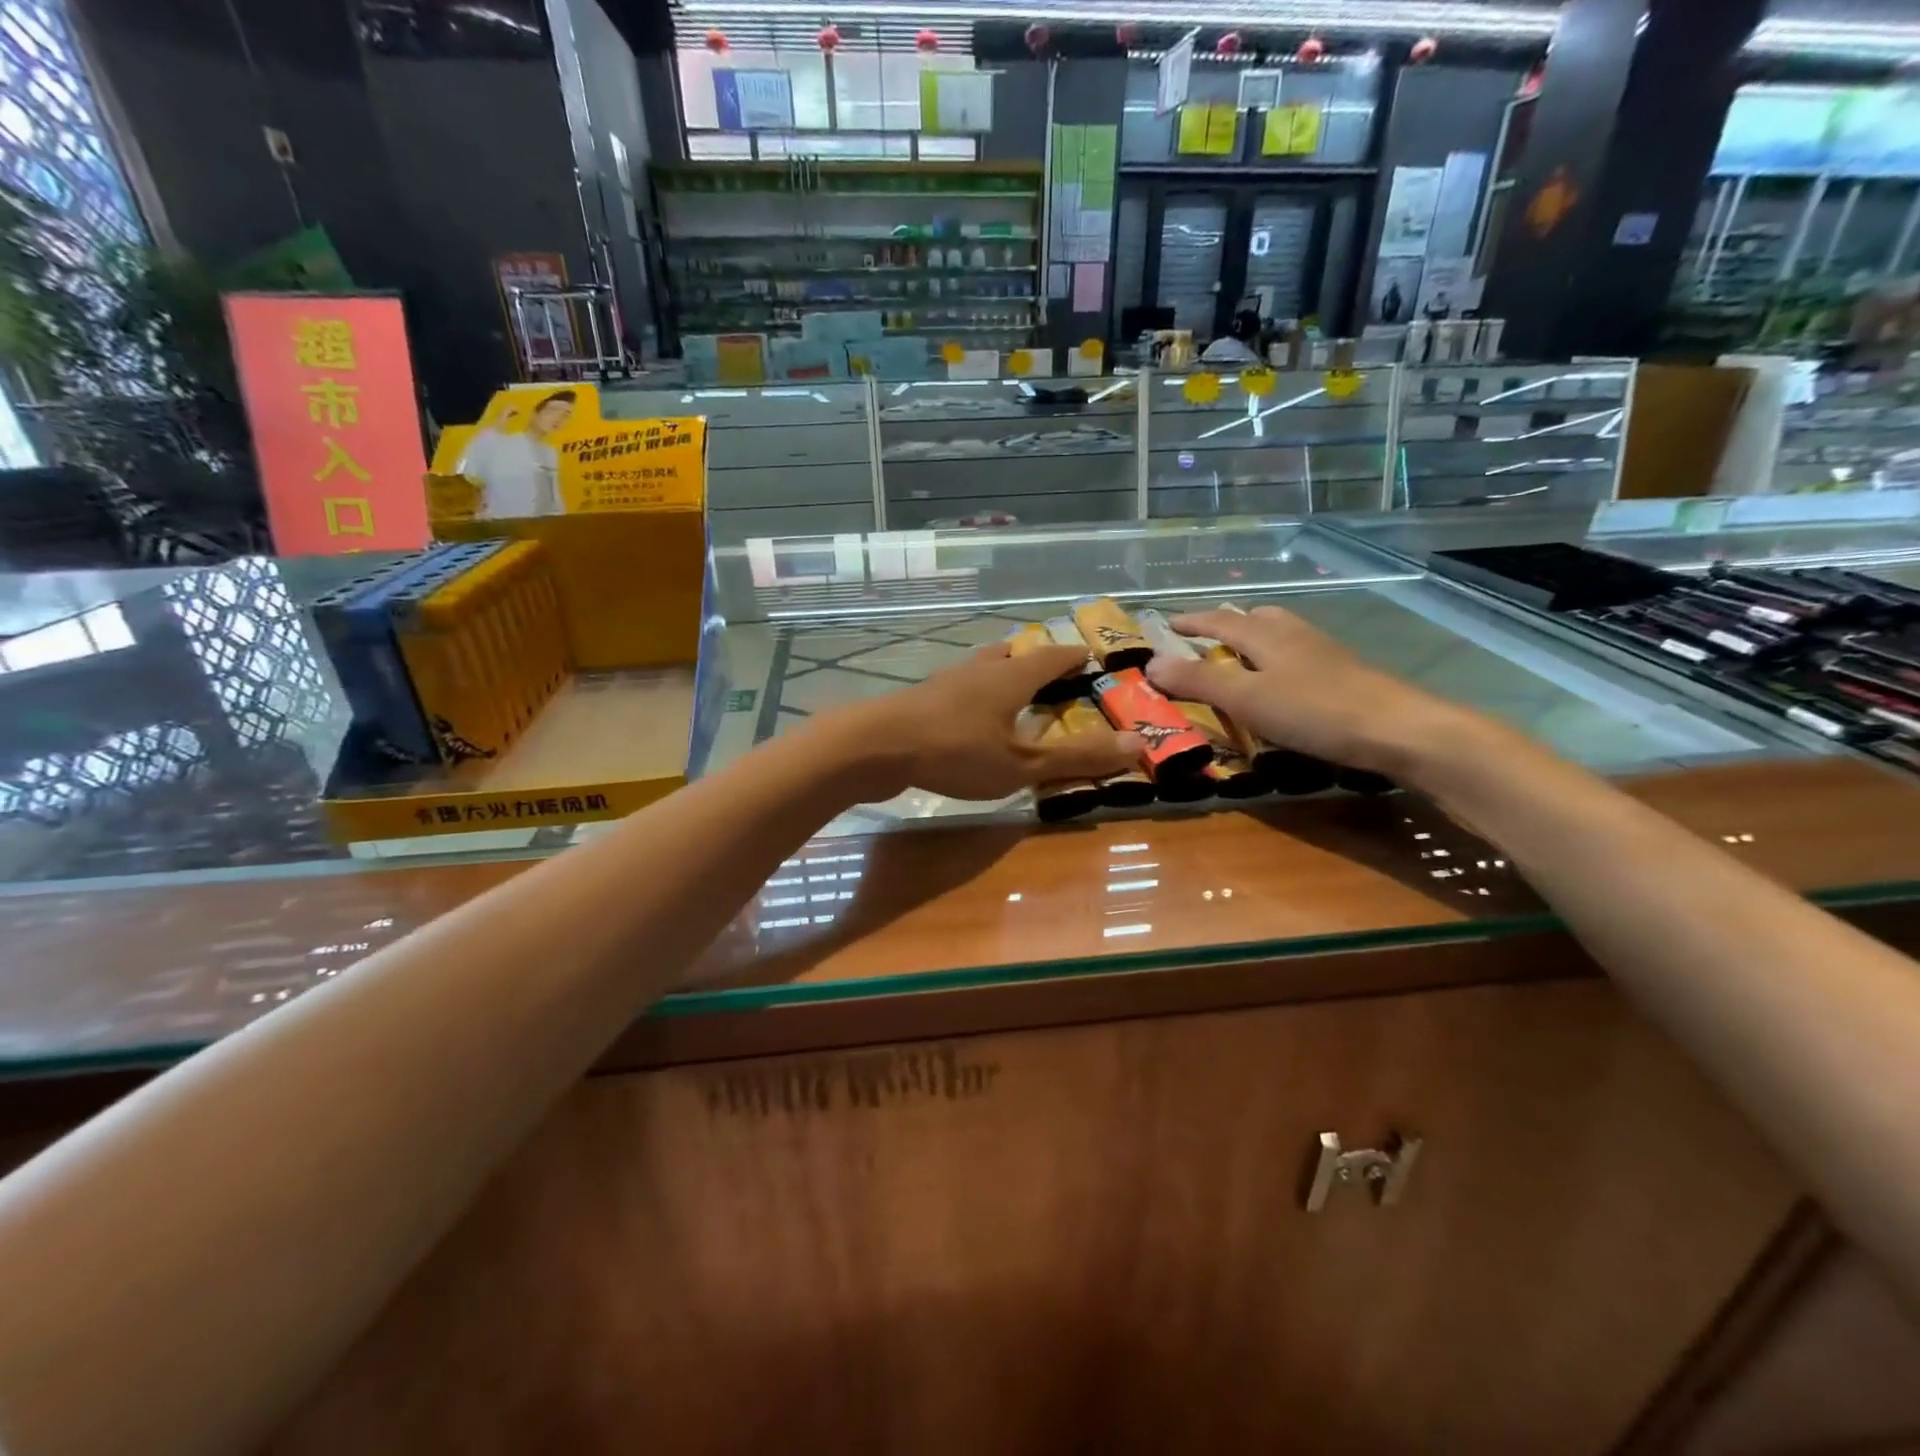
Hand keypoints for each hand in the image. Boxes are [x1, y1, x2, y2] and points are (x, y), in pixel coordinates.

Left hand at [834, 644, 1140, 801]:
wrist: (874, 747)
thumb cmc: (956, 752)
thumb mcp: (1022, 764)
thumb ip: (1077, 757)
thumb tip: (1139, 744)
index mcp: (1010, 676)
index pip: (1052, 655)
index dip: (1074, 655)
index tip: (1091, 655)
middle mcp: (980, 669)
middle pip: (1014, 654)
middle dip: (1036, 660)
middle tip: (1053, 672)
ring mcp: (946, 681)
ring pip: (983, 667)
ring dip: (1002, 673)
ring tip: (1013, 689)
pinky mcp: (922, 700)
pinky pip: (960, 687)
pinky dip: (976, 693)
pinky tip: (969, 716)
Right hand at [1144, 606, 1467, 776]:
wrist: (1397, 729)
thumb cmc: (1314, 710)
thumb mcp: (1246, 698)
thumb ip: (1199, 681)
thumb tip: (1150, 663)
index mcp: (1266, 635)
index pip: (1219, 620)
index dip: (1190, 621)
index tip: (1164, 625)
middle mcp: (1294, 635)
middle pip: (1255, 618)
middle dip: (1224, 624)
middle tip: (1201, 639)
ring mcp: (1322, 653)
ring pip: (1280, 635)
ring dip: (1253, 640)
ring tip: (1237, 660)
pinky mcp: (1342, 674)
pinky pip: (1296, 656)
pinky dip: (1275, 661)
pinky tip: (1279, 685)